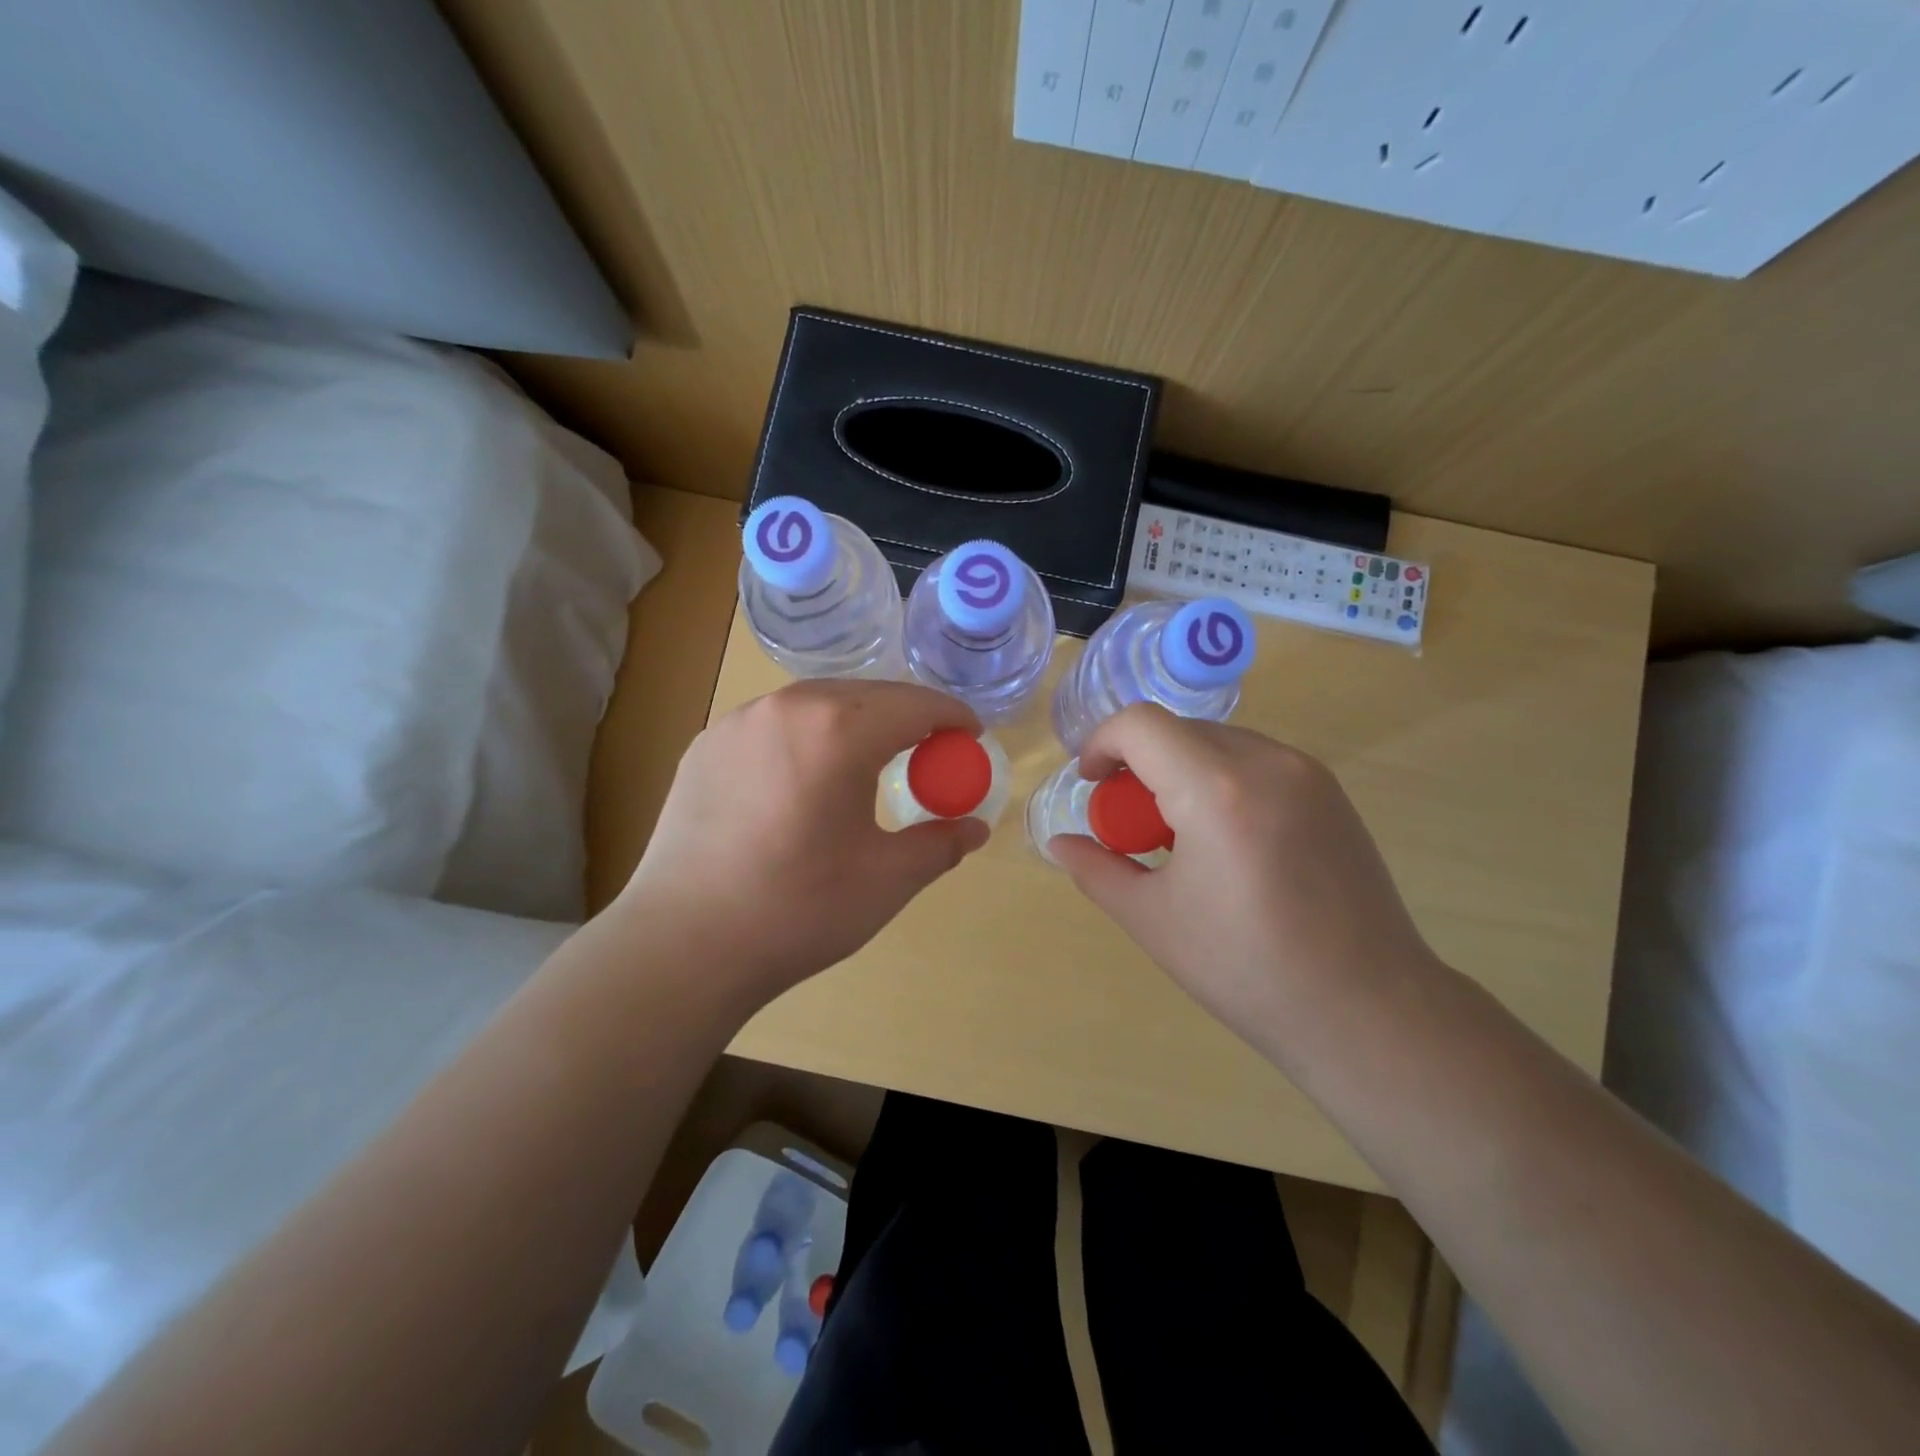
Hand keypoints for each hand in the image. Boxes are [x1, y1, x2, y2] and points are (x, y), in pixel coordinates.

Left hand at [615, 679, 989, 1005]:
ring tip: (870, 758)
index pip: (915, 705)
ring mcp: (738, 721)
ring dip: (855, 720)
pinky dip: (807, 734)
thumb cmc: (798, 910)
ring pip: (816, 702)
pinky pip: (774, 722)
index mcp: (839, 730)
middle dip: (907, 715)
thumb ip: (939, 844)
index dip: (951, 718)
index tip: (971, 736)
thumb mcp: (886, 879)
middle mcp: (787, 707)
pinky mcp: (705, 744)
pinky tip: (807, 775)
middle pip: (866, 694)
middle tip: (928, 751)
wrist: (684, 944)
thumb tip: (974, 829)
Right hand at [1049, 704, 1440, 1059]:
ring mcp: (1307, 773)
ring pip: (1218, 742)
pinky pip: (1255, 761)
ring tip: (1180, 836)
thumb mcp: (1152, 920)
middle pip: (1178, 730)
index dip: (1101, 743)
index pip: (1140, 724)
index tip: (1092, 785)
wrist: (1368, 1009)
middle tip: (1132, 825)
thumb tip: (1059, 844)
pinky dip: (1221, 780)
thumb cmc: (1246, 968)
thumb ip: (1096, 869)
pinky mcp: (1331, 792)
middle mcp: (1267, 762)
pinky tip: (1227, 842)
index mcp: (1216, 790)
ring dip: (1180, 770)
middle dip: (1139, 764)